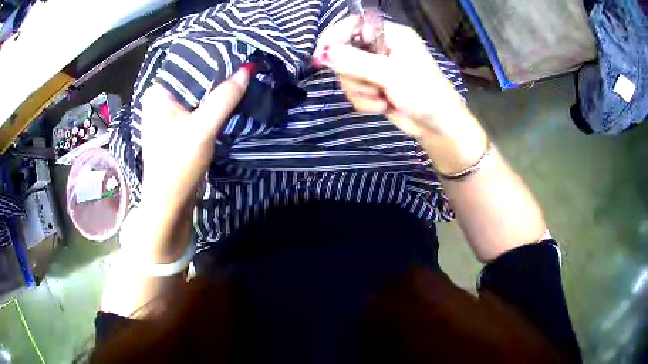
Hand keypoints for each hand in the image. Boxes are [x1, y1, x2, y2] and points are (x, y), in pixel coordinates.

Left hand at [140, 66, 251, 212]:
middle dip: (218, 74)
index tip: (240, 50)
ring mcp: (168, 115)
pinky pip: (197, 108)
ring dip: (217, 90)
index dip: (214, 57)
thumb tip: (249, 67)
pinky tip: (230, 98)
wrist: (170, 204)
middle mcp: (160, 100)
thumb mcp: (202, 128)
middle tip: (246, 62)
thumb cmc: (178, 164)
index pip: (188, 64)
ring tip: (243, 75)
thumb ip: (224, 97)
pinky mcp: (177, 128)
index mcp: (158, 93)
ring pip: (197, 94)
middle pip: (193, 79)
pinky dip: (213, 104)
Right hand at [314, 17, 470, 139]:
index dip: (335, 37)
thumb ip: (355, 61)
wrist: (438, 127)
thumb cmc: (424, 93)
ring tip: (383, 98)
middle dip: (355, 74)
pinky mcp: (375, 88)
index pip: (354, 25)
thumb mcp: (390, 74)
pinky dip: (366, 102)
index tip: (321, 55)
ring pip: (348, 75)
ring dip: (362, 91)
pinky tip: (383, 106)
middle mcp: (381, 48)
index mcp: (391, 35)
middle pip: (345, 52)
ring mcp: (377, 69)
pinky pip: (354, 91)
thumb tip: (324, 53)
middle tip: (372, 85)